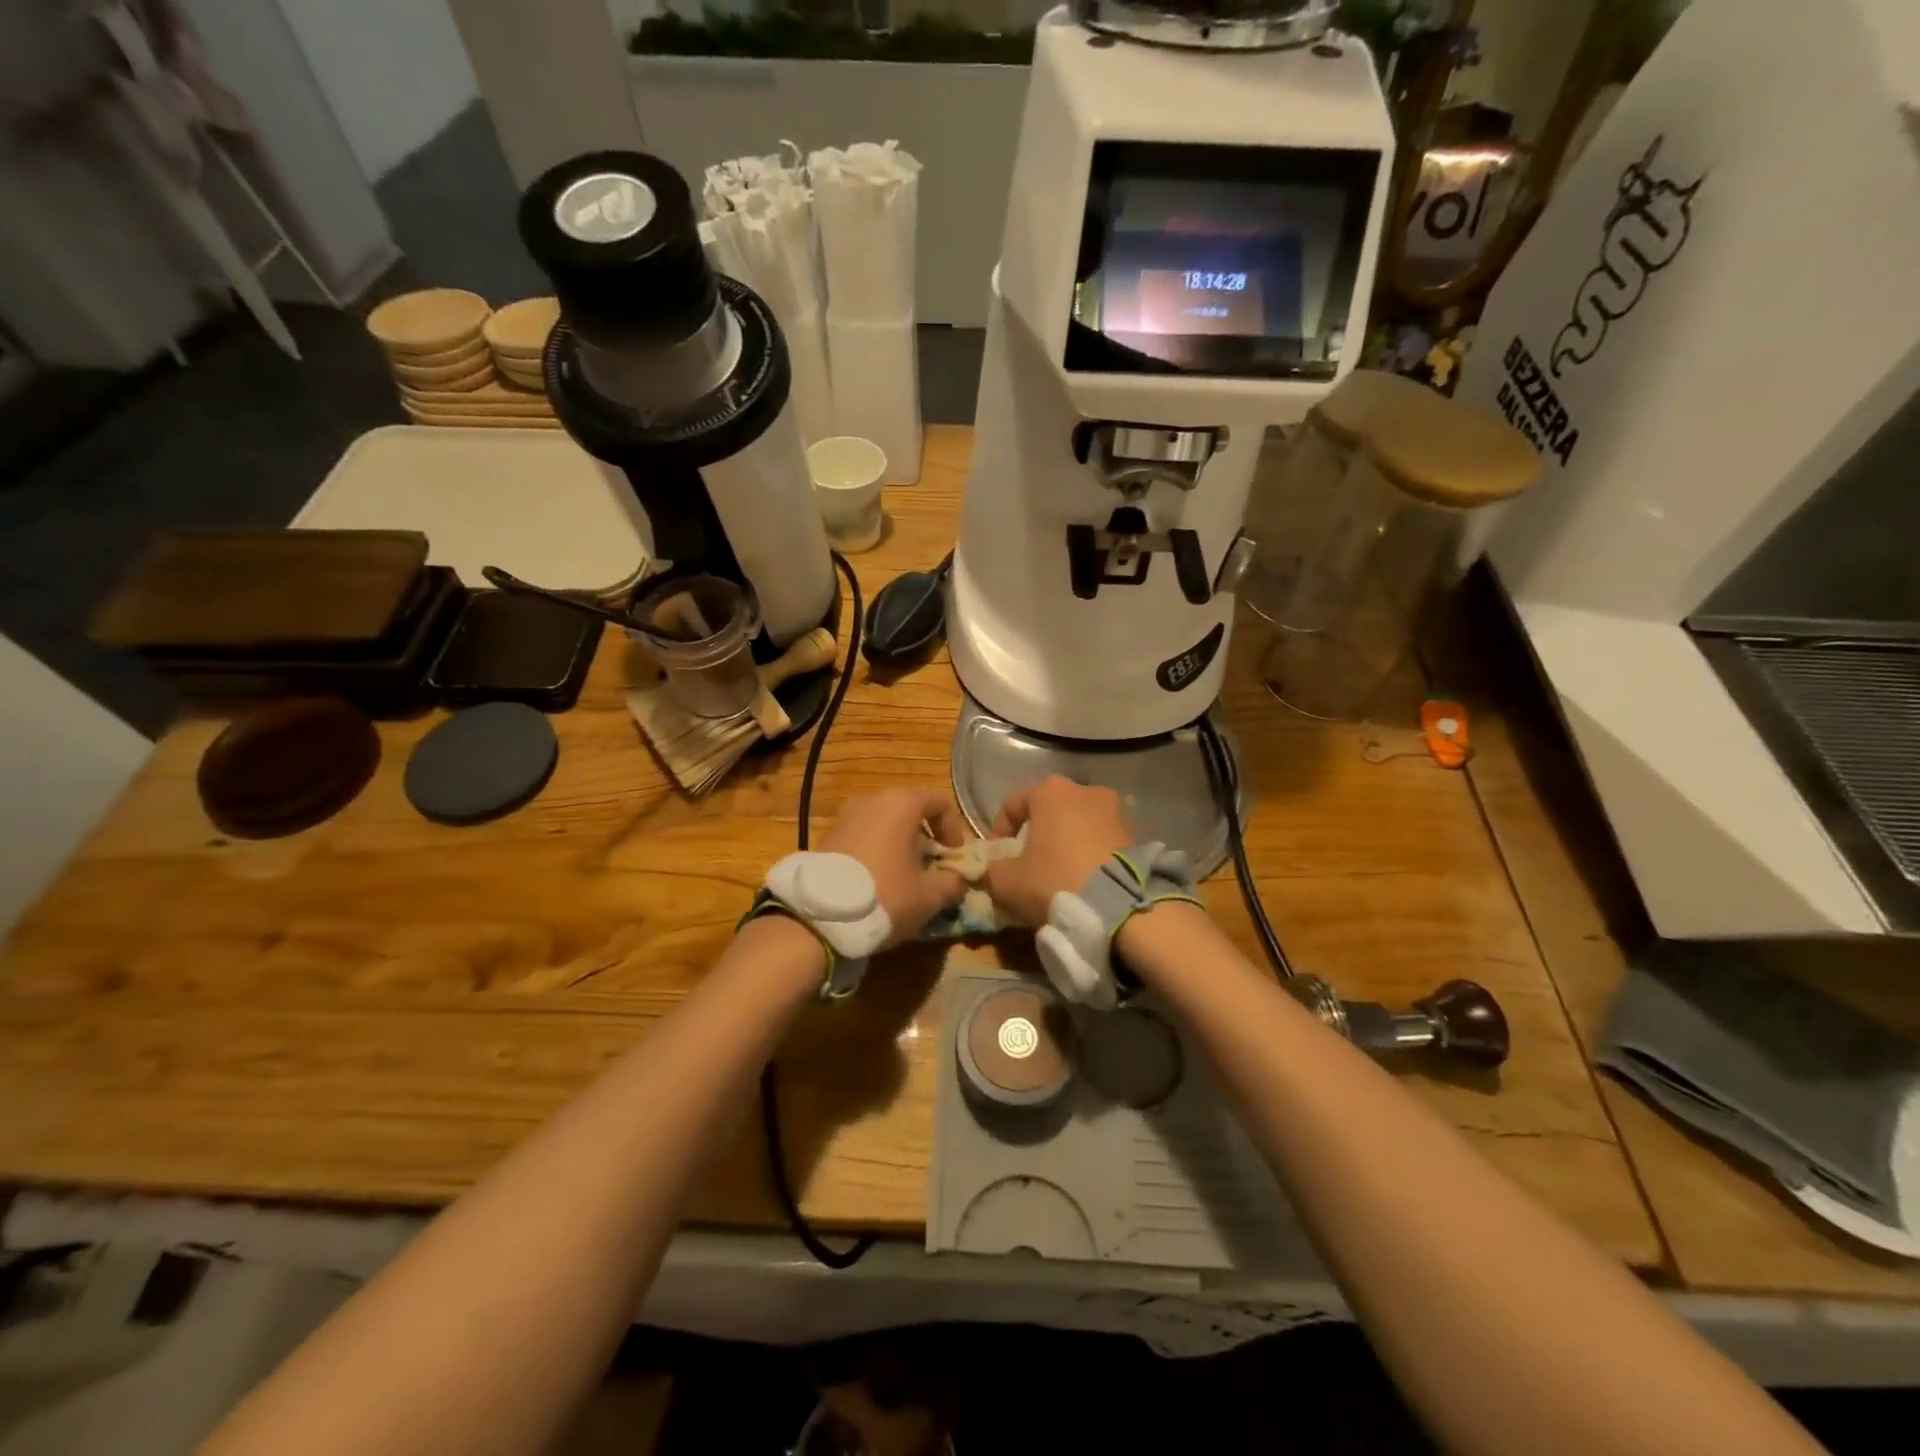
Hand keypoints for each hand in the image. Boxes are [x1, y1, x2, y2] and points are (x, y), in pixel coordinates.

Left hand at [819, 789, 968, 947]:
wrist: (820, 916)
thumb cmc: (886, 895)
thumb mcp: (930, 896)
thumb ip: (954, 882)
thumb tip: (960, 878)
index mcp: (901, 803)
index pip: (940, 804)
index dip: (954, 830)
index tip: (954, 858)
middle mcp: (873, 800)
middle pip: (910, 812)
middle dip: (926, 838)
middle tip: (932, 868)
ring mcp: (847, 815)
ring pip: (885, 824)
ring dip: (900, 845)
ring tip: (904, 877)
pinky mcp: (828, 835)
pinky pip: (864, 835)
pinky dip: (877, 850)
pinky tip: (877, 880)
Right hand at [983, 776, 1132, 927]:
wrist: (1120, 905)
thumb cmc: (1054, 880)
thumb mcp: (1006, 881)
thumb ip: (992, 870)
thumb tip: (993, 870)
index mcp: (1050, 791)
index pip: (1012, 805)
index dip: (998, 833)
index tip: (997, 860)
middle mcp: (1085, 790)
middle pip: (1049, 813)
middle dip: (1036, 837)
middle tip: (1028, 868)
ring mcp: (1115, 811)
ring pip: (1078, 826)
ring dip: (1066, 846)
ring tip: (1060, 877)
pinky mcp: (1137, 835)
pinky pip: (1102, 842)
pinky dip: (1091, 856)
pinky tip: (1086, 883)